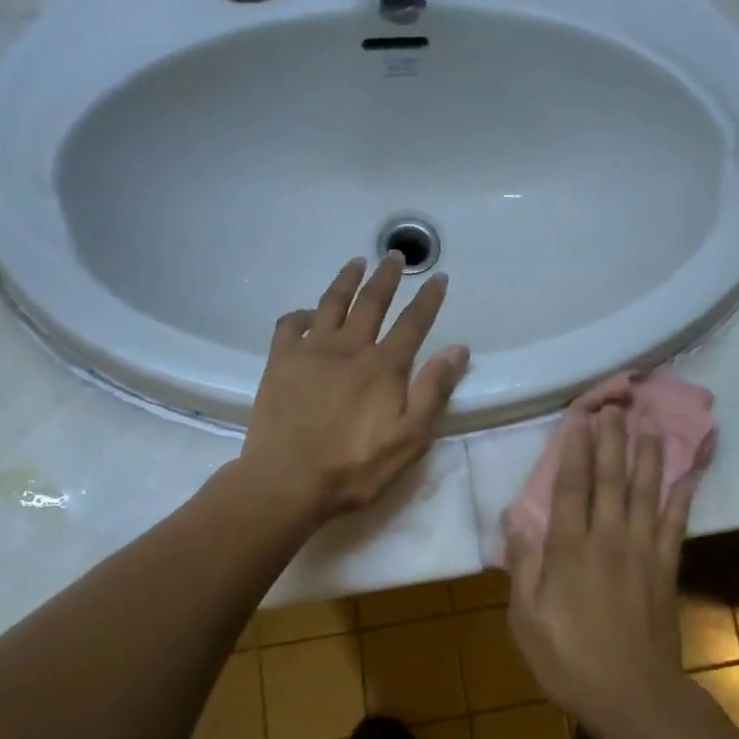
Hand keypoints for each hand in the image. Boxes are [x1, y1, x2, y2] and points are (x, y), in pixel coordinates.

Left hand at [240, 254, 468, 520]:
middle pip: (372, 302)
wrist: (287, 482)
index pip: (414, 323)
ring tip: (357, 262)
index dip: (429, 298)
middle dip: (387, 277)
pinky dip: (302, 313)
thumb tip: (458, 348)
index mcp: (384, 367)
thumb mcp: (410, 438)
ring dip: (347, 280)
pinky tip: (308, 313)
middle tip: (395, 256)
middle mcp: (349, 348)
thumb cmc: (356, 467)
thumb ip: (433, 390)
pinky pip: (290, 324)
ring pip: (332, 303)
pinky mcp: (280, 361)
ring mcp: (311, 351)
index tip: (438, 277)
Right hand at [504, 407, 695, 731]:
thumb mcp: (525, 618)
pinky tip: (689, 473)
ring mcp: (642, 550)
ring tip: (650, 425)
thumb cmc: (569, 659)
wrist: (632, 695)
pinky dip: (683, 496)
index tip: (581, 418)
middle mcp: (607, 537)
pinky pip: (676, 523)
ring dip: (648, 455)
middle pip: (610, 478)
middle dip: (612, 439)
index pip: (571, 486)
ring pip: (646, 491)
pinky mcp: (667, 567)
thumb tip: (514, 517)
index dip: (576, 449)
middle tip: (616, 406)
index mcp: (569, 548)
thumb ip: (522, 564)